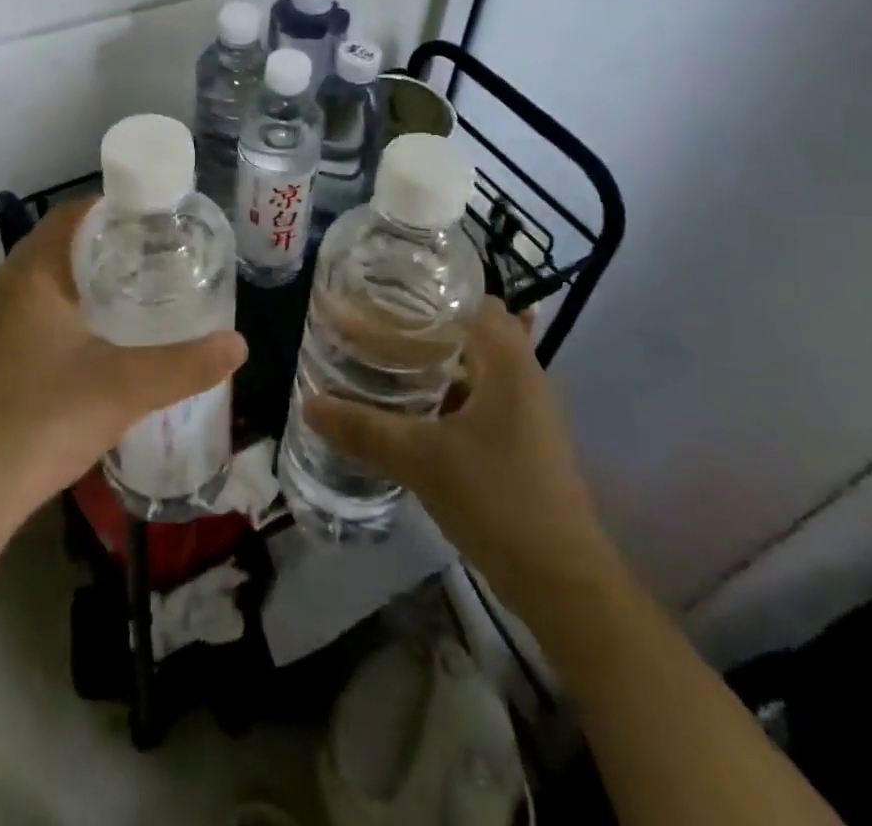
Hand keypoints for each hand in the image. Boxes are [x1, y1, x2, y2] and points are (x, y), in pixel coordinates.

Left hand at [0, 199, 246, 533]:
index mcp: (28, 275)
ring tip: (126, 299)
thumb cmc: (42, 423)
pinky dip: (55, 312)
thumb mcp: (125, 390)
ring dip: (77, 282)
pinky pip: (21, 312)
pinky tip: (84, 346)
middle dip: (102, 248)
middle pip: (55, 245)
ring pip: (36, 281)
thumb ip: (186, 365)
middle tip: (151, 262)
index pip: (72, 215)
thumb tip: (237, 344)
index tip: (154, 223)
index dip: (113, 210)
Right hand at [303, 296, 617, 624]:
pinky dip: (446, 387)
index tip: (383, 287)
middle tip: (372, 320)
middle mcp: (522, 374)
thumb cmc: (498, 500)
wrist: (563, 584)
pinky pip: (478, 394)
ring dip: (434, 355)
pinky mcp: (519, 439)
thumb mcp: (421, 460)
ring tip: (381, 354)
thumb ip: (363, 429)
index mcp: (508, 360)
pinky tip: (410, 403)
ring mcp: (524, 409)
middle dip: (423, 321)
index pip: (471, 298)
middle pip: (471, 327)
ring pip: (474, 362)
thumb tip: (308, 404)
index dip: (428, 288)